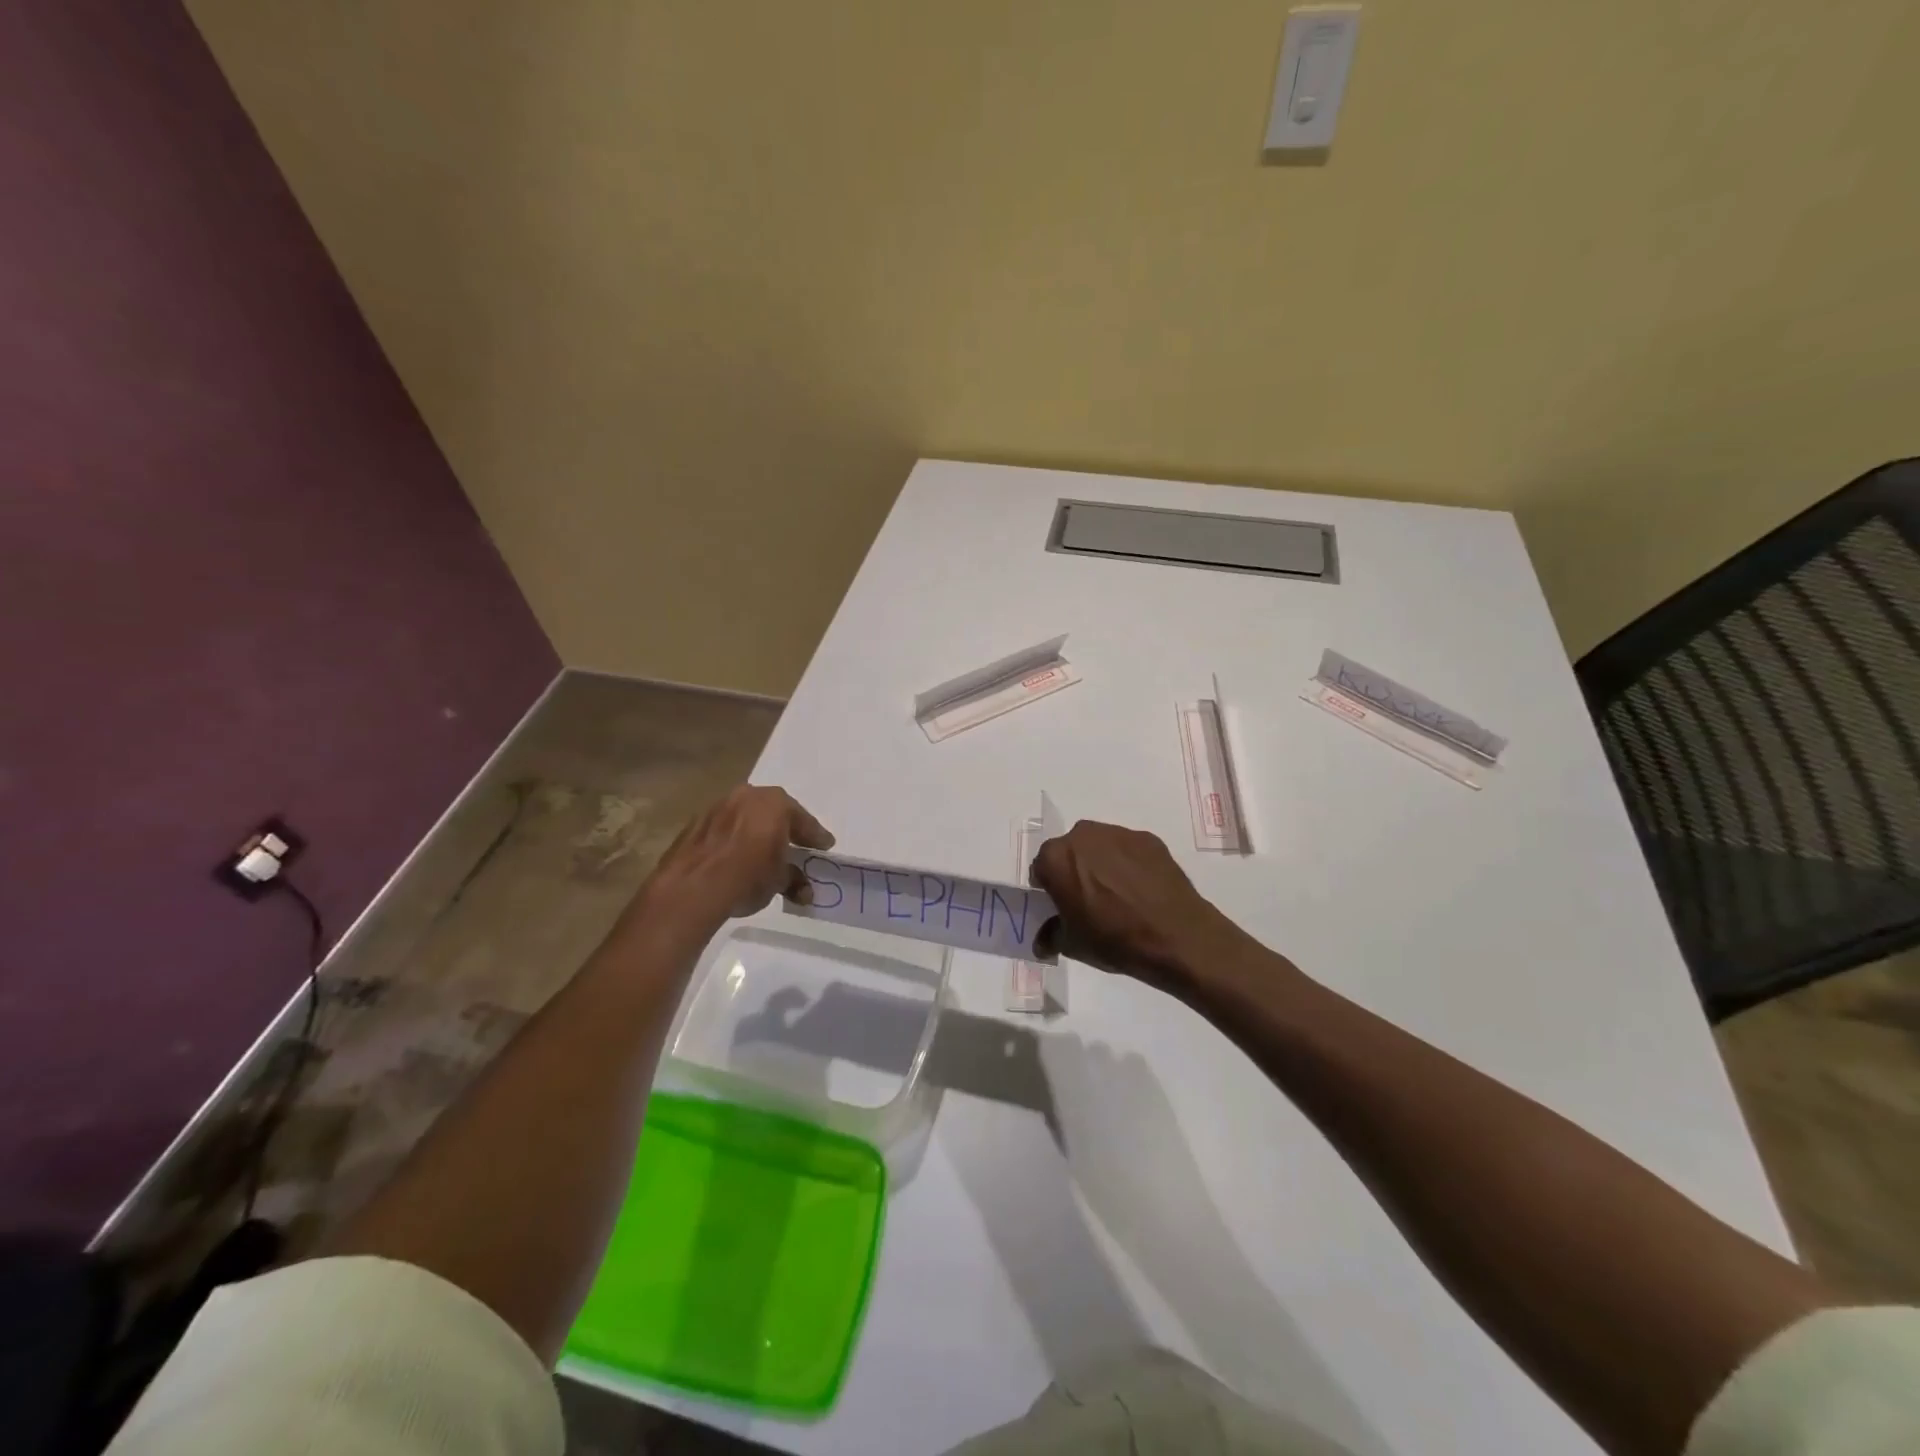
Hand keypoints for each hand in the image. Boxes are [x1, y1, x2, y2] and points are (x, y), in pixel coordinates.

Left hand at [643, 785, 834, 926]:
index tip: (825, 846)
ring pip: (747, 817)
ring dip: (757, 832)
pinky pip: (725, 828)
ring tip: (763, 852)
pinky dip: (734, 839)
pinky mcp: (696, 822)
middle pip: (774, 812)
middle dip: (785, 829)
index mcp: (776, 803)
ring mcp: (719, 805)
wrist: (692, 887)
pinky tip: (736, 857)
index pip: (804, 821)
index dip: (815, 837)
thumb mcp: (779, 880)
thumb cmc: (748, 876)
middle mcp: (748, 795)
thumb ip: (794, 880)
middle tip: (796, 846)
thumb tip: (804, 891)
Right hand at [1030, 821, 1264, 996]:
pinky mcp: (1148, 839)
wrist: (1175, 936)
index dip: (1048, 888)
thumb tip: (1043, 941)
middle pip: (1070, 851)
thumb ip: (1050, 935)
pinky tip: (1141, 890)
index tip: (1061, 906)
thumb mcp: (1071, 945)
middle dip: (1074, 870)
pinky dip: (1129, 864)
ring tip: (1118, 895)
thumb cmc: (1113, 939)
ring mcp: (1118, 834)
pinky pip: (1128, 850)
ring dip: (1101, 863)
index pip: (1041, 868)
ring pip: (1099, 846)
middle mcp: (1083, 836)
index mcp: (1056, 858)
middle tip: (1089, 900)